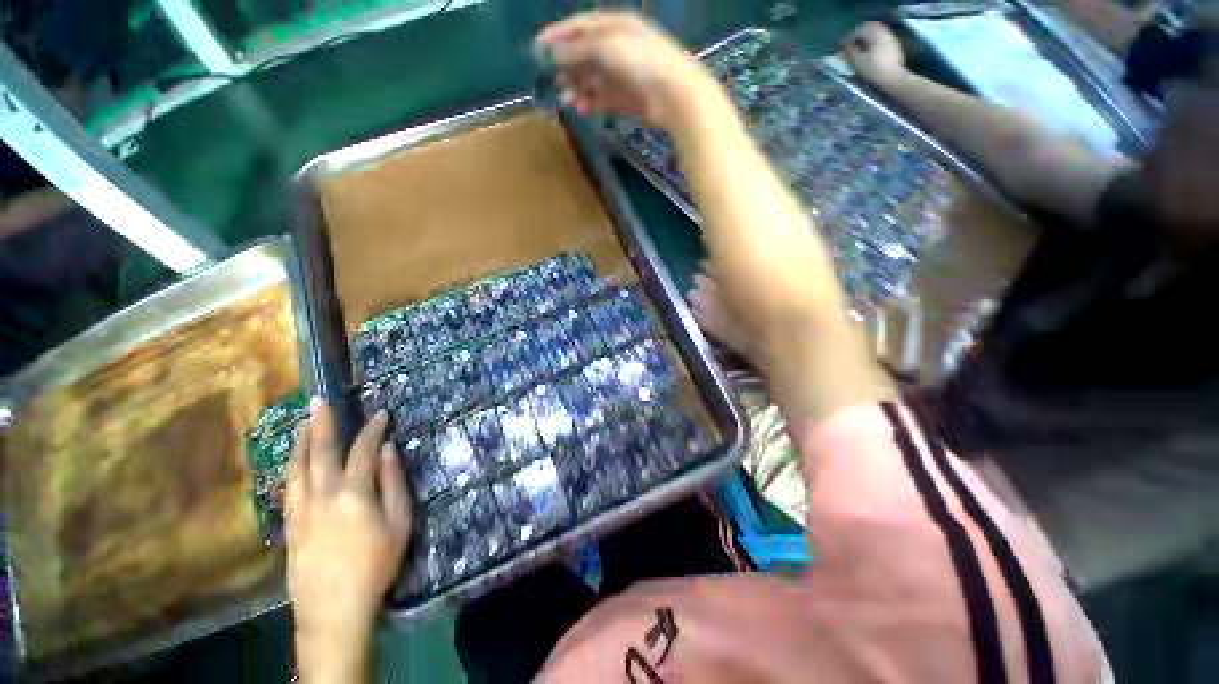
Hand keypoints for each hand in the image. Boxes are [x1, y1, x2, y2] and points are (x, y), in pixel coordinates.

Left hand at [286, 400, 411, 678]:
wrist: (334, 608)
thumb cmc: (376, 564)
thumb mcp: (399, 523)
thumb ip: (394, 483)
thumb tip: (389, 451)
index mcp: (354, 493)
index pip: (363, 450)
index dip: (373, 429)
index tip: (381, 414)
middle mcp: (322, 495)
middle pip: (321, 451)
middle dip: (322, 423)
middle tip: (319, 400)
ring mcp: (300, 509)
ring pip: (296, 467)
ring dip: (301, 441)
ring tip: (304, 422)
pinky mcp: (289, 524)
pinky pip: (288, 486)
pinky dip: (292, 466)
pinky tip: (295, 461)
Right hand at [536, 11, 714, 128]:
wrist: (672, 93)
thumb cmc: (639, 61)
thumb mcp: (604, 47)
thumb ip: (576, 50)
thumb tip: (551, 54)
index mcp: (614, 25)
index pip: (580, 26)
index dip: (558, 36)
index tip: (538, 48)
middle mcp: (617, 47)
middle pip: (585, 55)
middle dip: (568, 66)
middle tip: (554, 79)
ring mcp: (622, 74)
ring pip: (593, 79)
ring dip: (578, 87)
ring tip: (568, 98)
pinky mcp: (626, 98)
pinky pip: (603, 99)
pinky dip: (591, 103)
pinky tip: (582, 109)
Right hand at [842, 22, 906, 87]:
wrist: (893, 77)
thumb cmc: (874, 69)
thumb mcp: (858, 62)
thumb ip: (849, 52)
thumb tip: (842, 48)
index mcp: (874, 33)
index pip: (858, 30)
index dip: (848, 38)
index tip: (841, 46)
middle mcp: (883, 31)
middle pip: (868, 28)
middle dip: (858, 35)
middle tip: (849, 45)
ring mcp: (890, 37)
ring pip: (875, 32)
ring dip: (866, 38)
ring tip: (858, 48)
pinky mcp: (894, 45)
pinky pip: (881, 37)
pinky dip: (873, 41)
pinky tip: (869, 51)